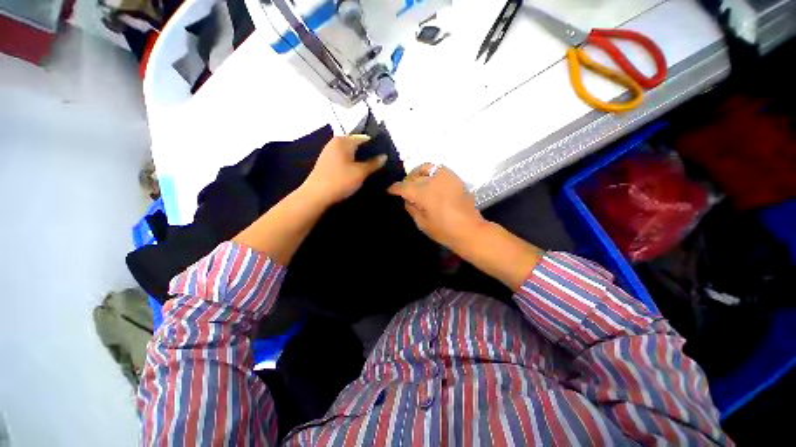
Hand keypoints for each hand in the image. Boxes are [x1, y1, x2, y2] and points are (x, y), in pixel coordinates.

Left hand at [302, 135, 387, 205]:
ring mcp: (329, 153)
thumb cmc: (340, 181)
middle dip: (368, 153)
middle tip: (381, 163)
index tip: (385, 155)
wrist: (316, 196)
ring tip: (372, 169)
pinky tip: (359, 172)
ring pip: (350, 153)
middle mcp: (335, 143)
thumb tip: (384, 156)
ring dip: (360, 160)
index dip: (376, 146)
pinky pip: (344, 159)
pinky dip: (352, 164)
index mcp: (343, 141)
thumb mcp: (360, 172)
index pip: (364, 138)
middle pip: (356, 145)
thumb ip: (373, 163)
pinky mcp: (327, 163)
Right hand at [388, 163, 486, 249]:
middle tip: (405, 190)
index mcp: (424, 193)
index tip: (390, 191)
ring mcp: (446, 177)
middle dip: (407, 182)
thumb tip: (407, 199)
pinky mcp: (455, 178)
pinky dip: (431, 173)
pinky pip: (439, 169)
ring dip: (419, 173)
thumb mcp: (422, 223)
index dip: (395, 188)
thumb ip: (412, 208)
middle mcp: (433, 180)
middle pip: (414, 176)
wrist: (470, 230)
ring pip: (427, 167)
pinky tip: (431, 183)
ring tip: (417, 182)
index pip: (404, 186)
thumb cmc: (444, 230)